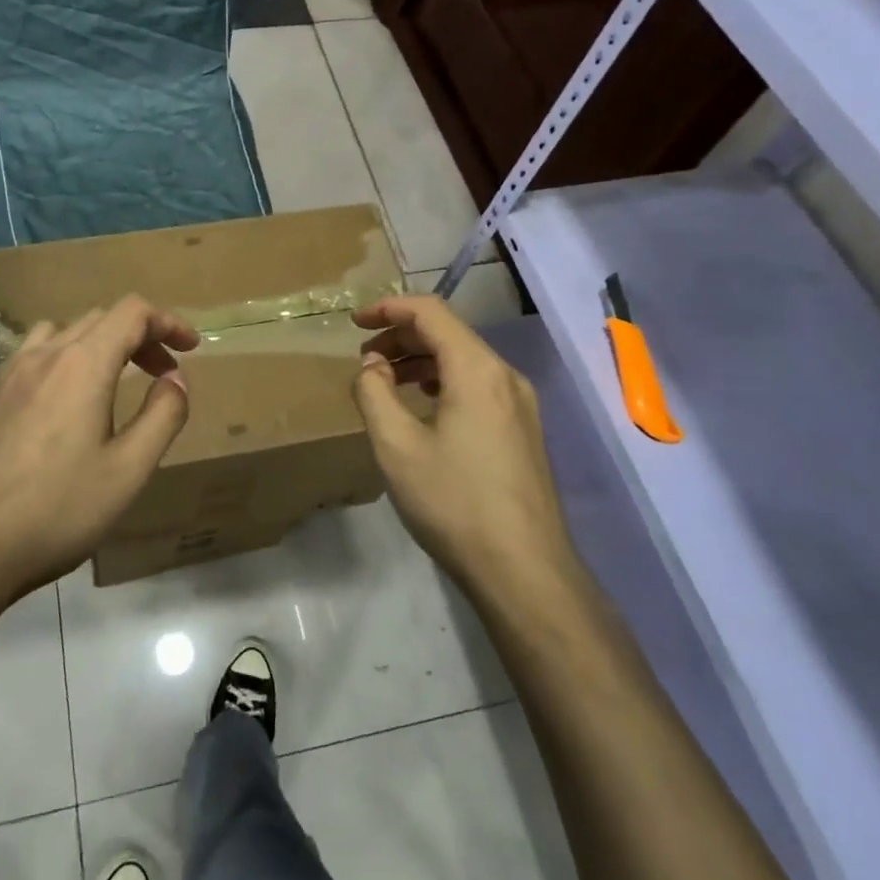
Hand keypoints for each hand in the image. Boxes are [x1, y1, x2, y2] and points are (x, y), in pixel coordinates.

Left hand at [0, 296, 198, 606]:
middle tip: (164, 375)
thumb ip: (162, 416)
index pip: (131, 313)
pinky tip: (70, 403)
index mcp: (81, 364)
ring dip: (102, 344)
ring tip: (118, 382)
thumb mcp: (127, 470)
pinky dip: (69, 358)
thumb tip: (176, 380)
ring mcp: (11, 375)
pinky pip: (38, 354)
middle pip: (100, 318)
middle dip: (141, 336)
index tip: (191, 348)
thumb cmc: (55, 511)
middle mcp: (44, 356)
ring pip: (66, 332)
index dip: (168, 322)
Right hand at [351, 295, 576, 598]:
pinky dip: (443, 381)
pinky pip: (478, 386)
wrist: (524, 570)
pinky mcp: (523, 430)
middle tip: (364, 358)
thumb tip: (372, 365)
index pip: (430, 312)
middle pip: (449, 333)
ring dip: (421, 360)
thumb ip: (375, 393)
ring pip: (465, 360)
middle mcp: (505, 376)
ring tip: (385, 381)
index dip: (388, 308)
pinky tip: (423, 407)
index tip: (355, 323)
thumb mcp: (396, 446)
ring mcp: (520, 404)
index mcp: (477, 370)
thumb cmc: (454, 502)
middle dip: (401, 336)